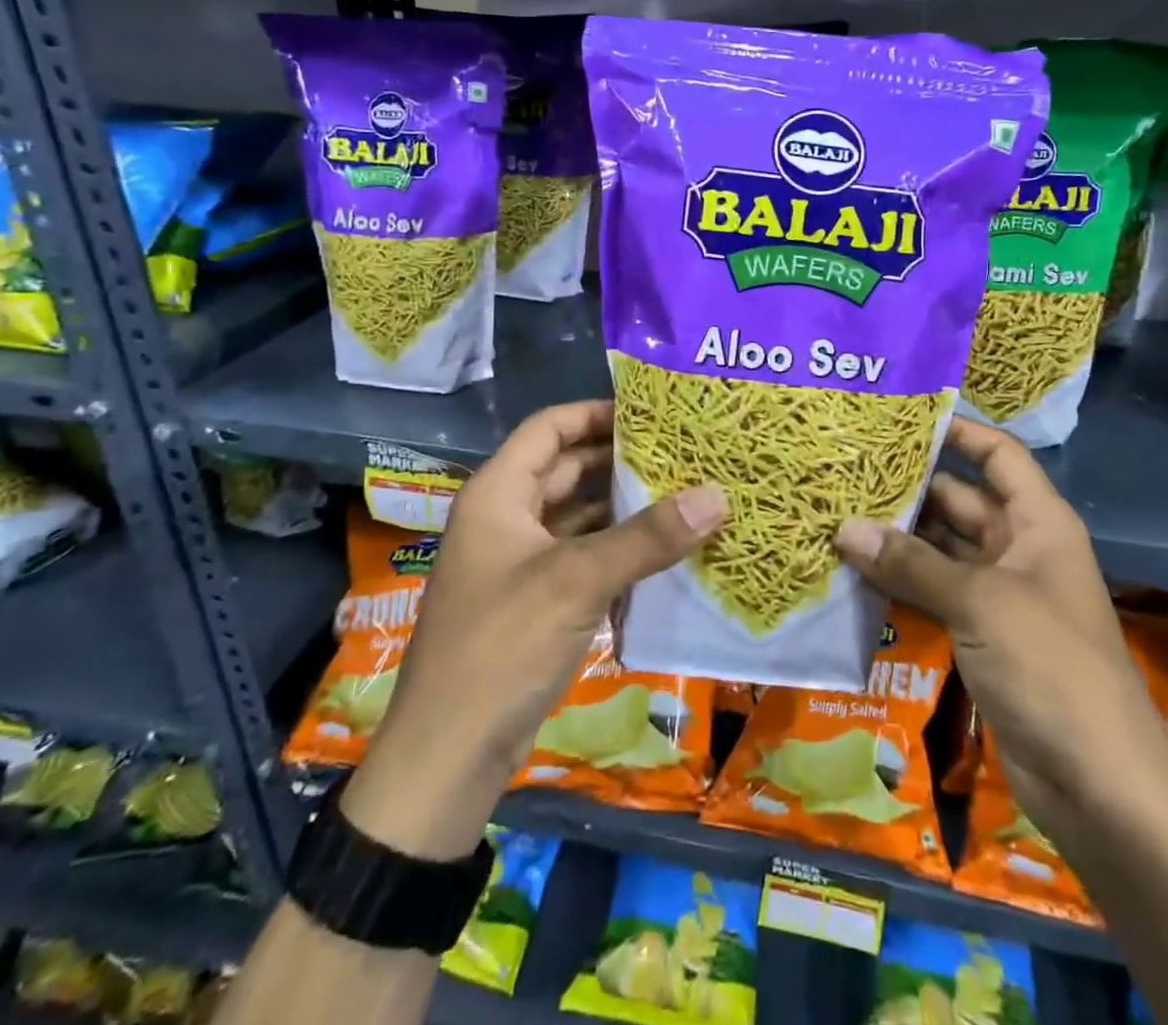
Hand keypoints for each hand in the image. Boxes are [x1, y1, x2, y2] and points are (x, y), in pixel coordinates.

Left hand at [342, 400, 726, 857]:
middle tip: (682, 450)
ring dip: (623, 506)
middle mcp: (506, 517)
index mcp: (498, 494)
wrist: (448, 757)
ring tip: (684, 492)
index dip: (596, 412)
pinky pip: (582, 556)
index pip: (549, 428)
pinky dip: (618, 548)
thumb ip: (648, 537)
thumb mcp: (577, 582)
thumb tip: (718, 495)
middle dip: (620, 458)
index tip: (652, 412)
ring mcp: (520, 561)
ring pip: (578, 515)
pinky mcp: (536, 600)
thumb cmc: (501, 647)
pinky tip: (663, 549)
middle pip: (567, 469)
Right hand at [831, 418, 1165, 811]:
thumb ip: (911, 563)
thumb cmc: (1051, 667)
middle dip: (910, 486)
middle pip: (959, 501)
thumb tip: (845, 528)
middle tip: (848, 468)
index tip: (904, 418)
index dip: (960, 432)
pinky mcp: (979, 634)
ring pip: (940, 549)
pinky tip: (852, 570)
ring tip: (837, 510)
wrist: (1097, 782)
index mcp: (1038, 523)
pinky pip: (933, 592)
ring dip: (896, 537)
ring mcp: (998, 594)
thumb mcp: (980, 602)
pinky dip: (899, 581)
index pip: (999, 456)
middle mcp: (1018, 549)